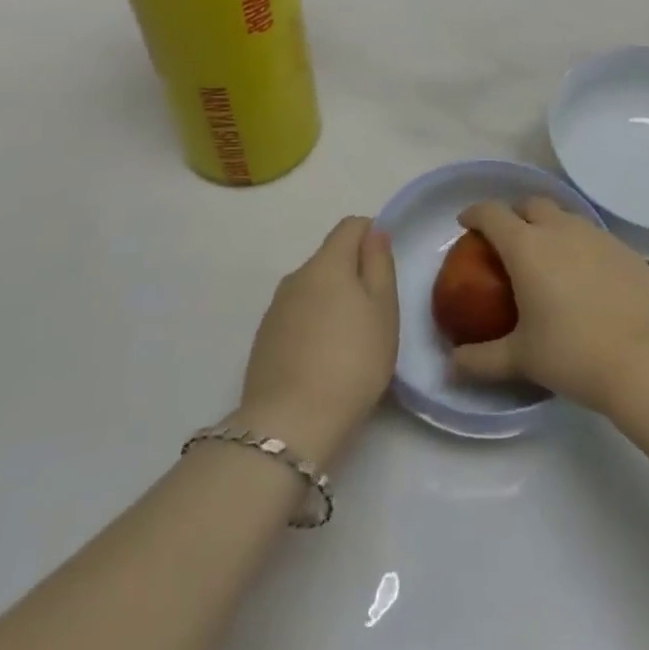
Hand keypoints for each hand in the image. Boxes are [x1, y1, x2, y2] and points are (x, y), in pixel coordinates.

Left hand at [238, 217, 397, 465]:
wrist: (290, 423)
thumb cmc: (352, 361)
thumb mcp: (383, 310)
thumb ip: (379, 264)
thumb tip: (374, 232)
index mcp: (327, 263)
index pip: (351, 226)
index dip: (372, 236)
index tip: (384, 269)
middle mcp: (296, 276)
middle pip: (330, 258)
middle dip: (352, 274)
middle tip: (374, 314)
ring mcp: (275, 308)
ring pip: (312, 288)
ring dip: (331, 301)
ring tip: (349, 342)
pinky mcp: (263, 339)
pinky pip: (296, 316)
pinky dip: (312, 325)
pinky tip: (322, 359)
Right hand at [449, 198, 648, 413]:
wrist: (647, 359)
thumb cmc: (573, 353)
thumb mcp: (520, 359)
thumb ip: (480, 360)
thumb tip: (451, 366)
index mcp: (526, 246)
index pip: (491, 213)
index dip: (475, 214)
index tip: (466, 224)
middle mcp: (560, 229)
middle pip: (531, 203)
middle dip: (515, 214)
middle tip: (508, 241)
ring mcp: (597, 236)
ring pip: (565, 216)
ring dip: (549, 226)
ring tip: (547, 257)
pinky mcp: (625, 250)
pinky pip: (593, 236)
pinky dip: (579, 245)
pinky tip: (584, 276)